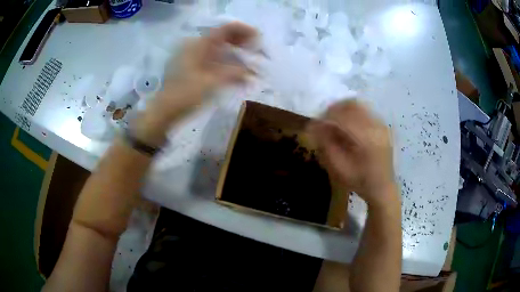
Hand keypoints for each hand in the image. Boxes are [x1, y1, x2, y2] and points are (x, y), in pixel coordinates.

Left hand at [133, 22, 257, 145]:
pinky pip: (211, 59)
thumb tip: (252, 71)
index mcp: (198, 44)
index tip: (258, 39)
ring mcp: (192, 56)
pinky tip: (234, 72)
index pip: (225, 29)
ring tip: (248, 63)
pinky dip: (225, 63)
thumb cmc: (186, 95)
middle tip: (256, 52)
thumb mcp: (212, 83)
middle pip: (222, 37)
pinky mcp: (191, 67)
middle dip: (240, 43)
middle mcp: (195, 46)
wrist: (164, 111)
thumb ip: (234, 73)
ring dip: (234, 53)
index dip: (244, 31)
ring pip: (217, 48)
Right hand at [308, 100, 395, 206]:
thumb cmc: (360, 181)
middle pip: (352, 105)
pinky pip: (365, 111)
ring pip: (359, 105)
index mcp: (366, 139)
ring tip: (334, 119)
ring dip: (344, 109)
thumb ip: (326, 144)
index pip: (342, 117)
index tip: (315, 122)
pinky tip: (347, 123)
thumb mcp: (339, 167)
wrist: (382, 187)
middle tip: (323, 118)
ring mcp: (381, 125)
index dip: (326, 117)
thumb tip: (314, 126)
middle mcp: (376, 127)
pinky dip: (353, 112)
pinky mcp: (383, 126)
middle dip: (334, 109)